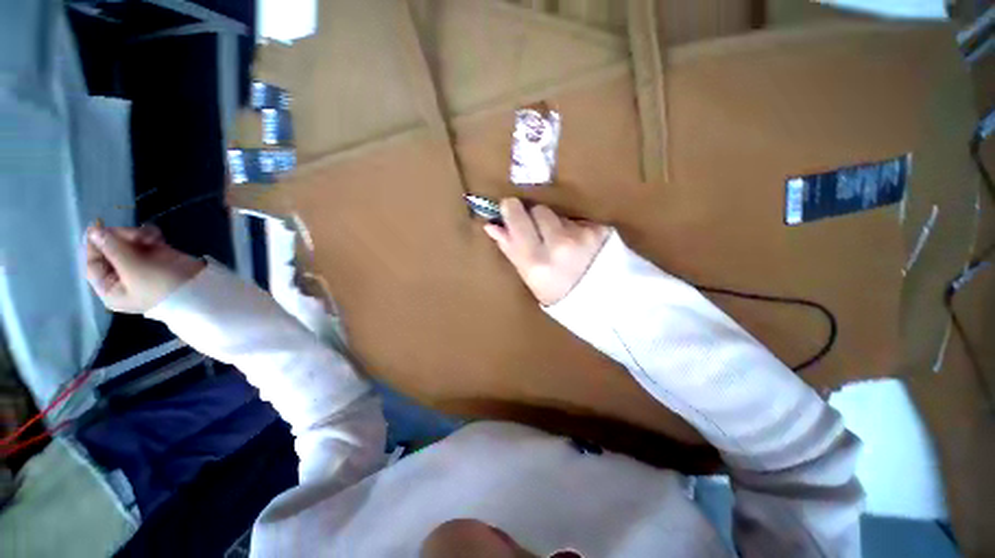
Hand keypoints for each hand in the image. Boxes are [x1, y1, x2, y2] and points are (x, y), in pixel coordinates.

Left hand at [85, 222, 205, 313]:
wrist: (199, 288)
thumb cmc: (161, 286)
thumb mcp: (133, 269)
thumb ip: (112, 249)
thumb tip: (93, 231)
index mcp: (110, 288)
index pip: (92, 263)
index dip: (93, 244)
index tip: (97, 225)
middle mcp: (121, 276)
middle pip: (109, 249)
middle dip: (121, 238)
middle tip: (136, 235)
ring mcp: (139, 265)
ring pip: (127, 242)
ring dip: (137, 235)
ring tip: (152, 238)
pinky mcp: (156, 256)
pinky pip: (144, 240)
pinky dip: (149, 235)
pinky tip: (157, 237)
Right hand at [483, 198, 609, 305]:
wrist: (602, 302)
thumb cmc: (558, 293)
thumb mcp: (530, 278)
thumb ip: (510, 249)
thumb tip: (491, 226)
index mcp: (537, 261)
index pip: (518, 220)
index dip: (512, 211)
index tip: (509, 208)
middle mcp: (559, 245)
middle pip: (539, 210)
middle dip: (536, 218)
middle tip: (540, 234)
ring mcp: (583, 235)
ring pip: (559, 215)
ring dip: (557, 225)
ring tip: (564, 246)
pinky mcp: (600, 230)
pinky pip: (579, 220)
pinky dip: (576, 230)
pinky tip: (581, 247)